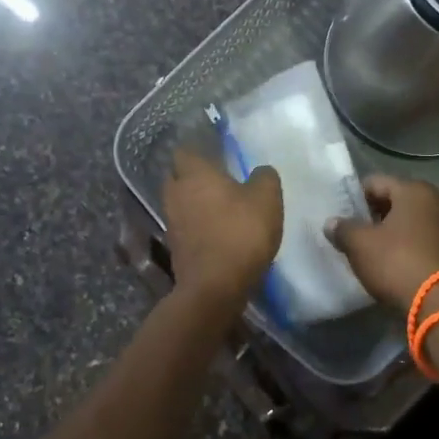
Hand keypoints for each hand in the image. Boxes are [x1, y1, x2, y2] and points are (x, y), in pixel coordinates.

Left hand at [163, 149, 282, 305]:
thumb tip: (260, 171)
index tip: (216, 156)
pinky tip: (217, 234)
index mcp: (194, 174)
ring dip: (194, 204)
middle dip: (192, 177)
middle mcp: (176, 194)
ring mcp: (172, 223)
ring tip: (219, 209)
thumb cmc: (240, 232)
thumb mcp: (267, 199)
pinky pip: (184, 228)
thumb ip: (264, 177)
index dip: (198, 152)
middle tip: (217, 181)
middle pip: (177, 177)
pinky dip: (197, 228)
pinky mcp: (175, 249)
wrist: (215, 287)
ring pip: (180, 204)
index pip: (184, 151)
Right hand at [325, 175, 438, 312]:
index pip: (374, 183)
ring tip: (366, 250)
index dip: (354, 198)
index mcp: (413, 190)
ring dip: (387, 233)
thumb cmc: (397, 262)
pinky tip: (387, 263)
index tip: (339, 215)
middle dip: (370, 215)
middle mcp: (434, 202)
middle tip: (350, 233)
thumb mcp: (360, 245)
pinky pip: (417, 241)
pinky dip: (402, 247)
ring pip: (406, 222)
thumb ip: (343, 229)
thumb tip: (331, 223)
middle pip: (392, 201)